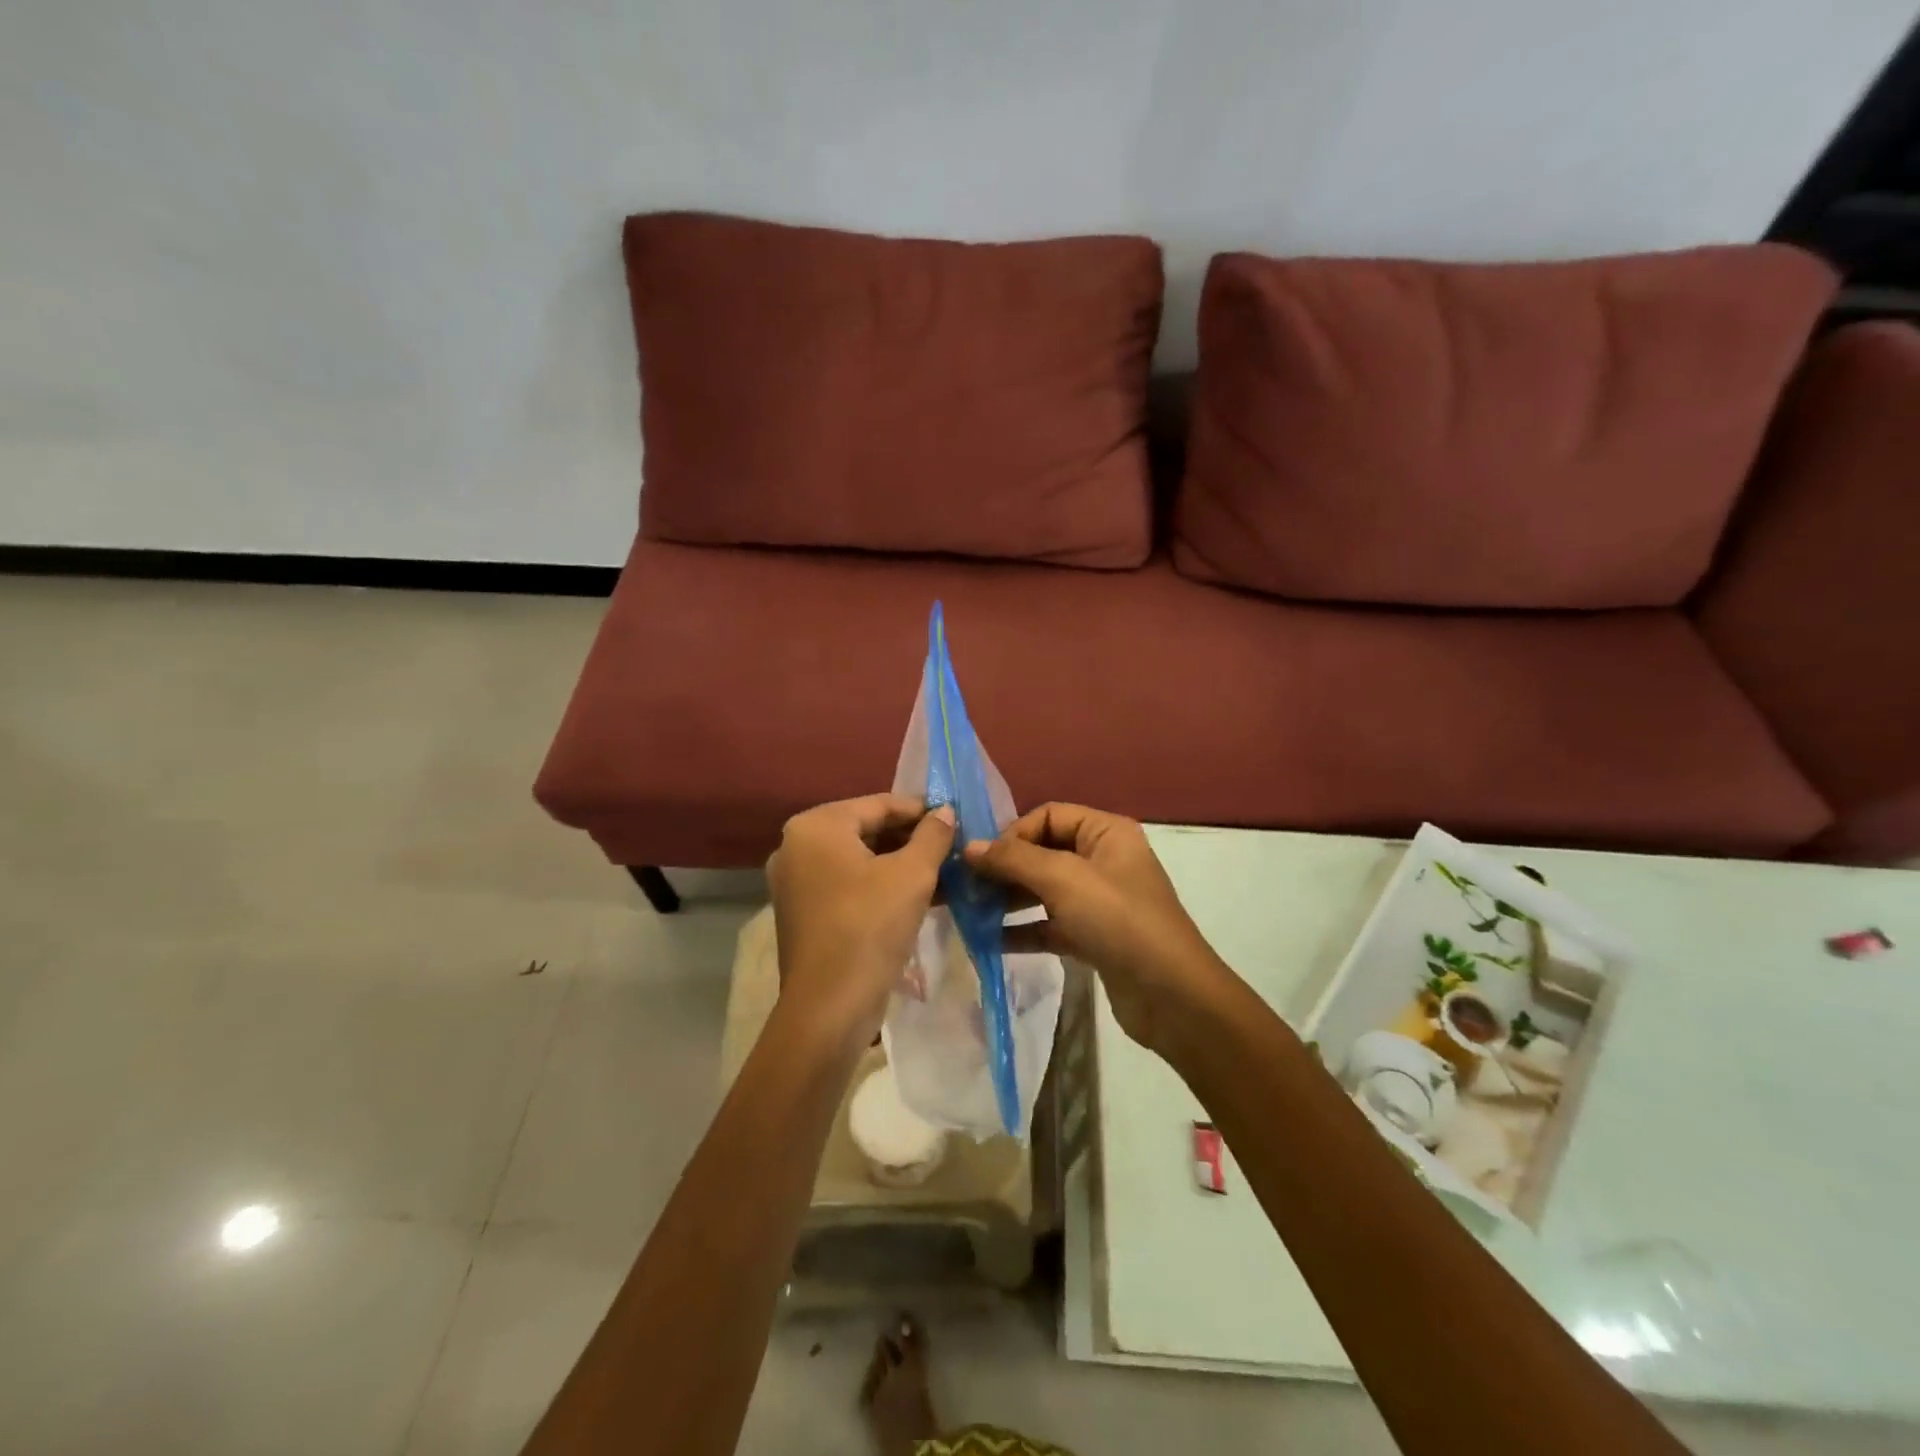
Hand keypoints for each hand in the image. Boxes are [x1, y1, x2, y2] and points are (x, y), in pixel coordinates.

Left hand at [766, 794, 954, 1054]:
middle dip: (911, 838)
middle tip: (953, 847)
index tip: (956, 817)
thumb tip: (944, 812)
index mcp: (816, 826)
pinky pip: (848, 885)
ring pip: (859, 860)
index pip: (879, 804)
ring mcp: (795, 882)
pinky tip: (920, 896)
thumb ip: (932, 836)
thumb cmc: (870, 926)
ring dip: (900, 864)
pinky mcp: (803, 912)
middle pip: (866, 830)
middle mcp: (796, 846)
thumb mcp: (913, 875)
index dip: (921, 810)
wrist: (829, 1007)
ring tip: (945, 871)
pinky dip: (880, 886)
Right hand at [964, 803, 1231, 1052]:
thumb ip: (1013, 860)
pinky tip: (989, 940)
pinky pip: (1050, 924)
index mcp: (1106, 832)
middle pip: (1043, 851)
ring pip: (1044, 889)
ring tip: (972, 912)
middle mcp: (1103, 859)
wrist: (1172, 996)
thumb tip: (968, 847)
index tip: (981, 860)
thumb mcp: (1063, 880)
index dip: (1013, 833)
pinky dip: (1023, 929)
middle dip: (1005, 867)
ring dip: (1009, 898)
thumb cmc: (1118, 920)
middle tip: (966, 887)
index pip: (1049, 815)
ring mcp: (1099, 900)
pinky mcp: (1093, 936)